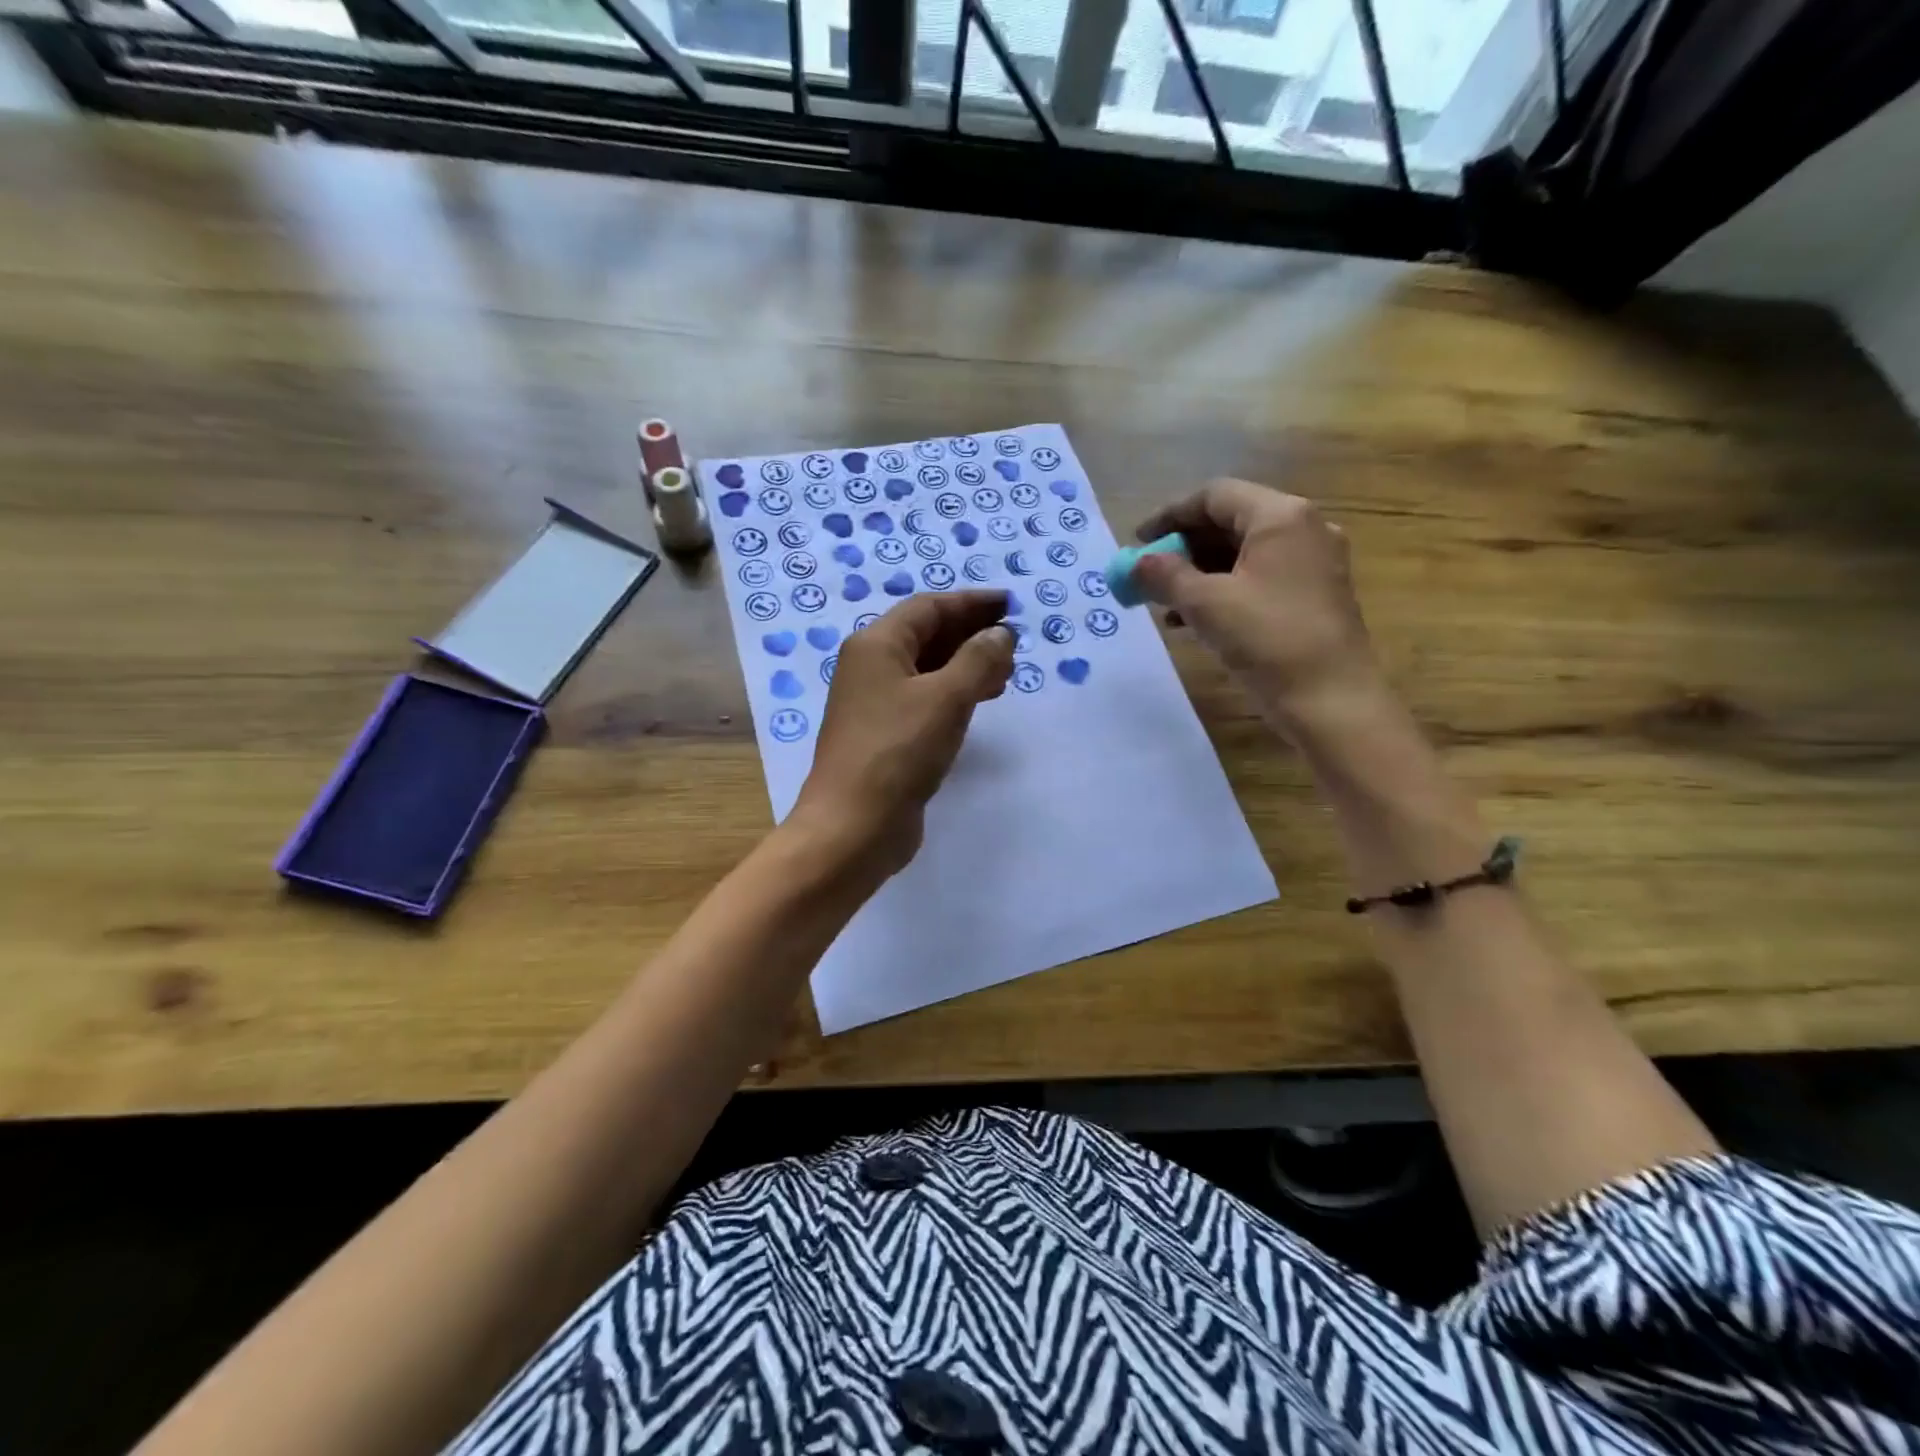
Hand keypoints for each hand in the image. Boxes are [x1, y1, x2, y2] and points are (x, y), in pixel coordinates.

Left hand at [787, 591, 1013, 878]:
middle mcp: (871, 667)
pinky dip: (954, 694)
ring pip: (928, 669)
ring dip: (966, 665)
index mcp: (876, 645)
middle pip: (926, 636)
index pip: (928, 608)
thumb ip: (978, 659)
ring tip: (1007, 672)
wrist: (854, 825)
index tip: (1010, 604)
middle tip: (1014, 641)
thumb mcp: (946, 698)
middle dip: (971, 634)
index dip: (971, 603)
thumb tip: (1000, 634)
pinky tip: (980, 702)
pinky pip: (925, 699)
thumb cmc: (898, 751)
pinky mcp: (886, 735)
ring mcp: (875, 703)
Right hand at [1134, 480, 1381, 736]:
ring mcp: (1313, 563)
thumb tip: (1137, 562)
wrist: (1332, 701)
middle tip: (1149, 574)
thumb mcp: (1206, 604)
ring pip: (1243, 554)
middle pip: (1230, 522)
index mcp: (1281, 516)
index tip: (1137, 542)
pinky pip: (1258, 579)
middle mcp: (1303, 528)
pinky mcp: (1314, 595)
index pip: (1214, 496)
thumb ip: (1165, 576)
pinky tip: (1193, 621)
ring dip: (1199, 573)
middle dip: (1183, 547)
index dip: (1169, 515)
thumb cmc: (1269, 640)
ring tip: (1164, 602)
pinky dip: (1223, 591)